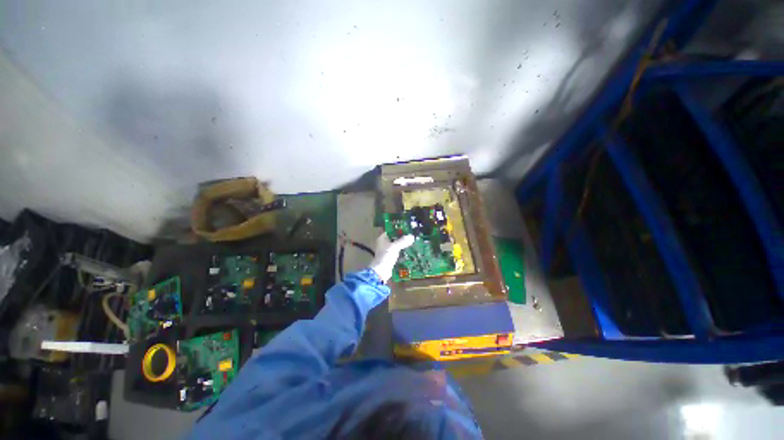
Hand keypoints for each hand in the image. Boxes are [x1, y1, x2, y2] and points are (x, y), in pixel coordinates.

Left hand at [369, 233, 414, 282]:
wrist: (381, 271)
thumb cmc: (386, 256)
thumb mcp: (395, 247)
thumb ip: (403, 241)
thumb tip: (412, 236)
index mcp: (382, 238)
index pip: (390, 230)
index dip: (398, 229)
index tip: (406, 228)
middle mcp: (383, 243)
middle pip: (394, 238)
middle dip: (402, 237)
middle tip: (411, 235)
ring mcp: (386, 251)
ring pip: (396, 245)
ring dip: (402, 244)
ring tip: (412, 242)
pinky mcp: (389, 257)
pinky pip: (397, 252)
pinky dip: (402, 251)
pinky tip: (409, 251)